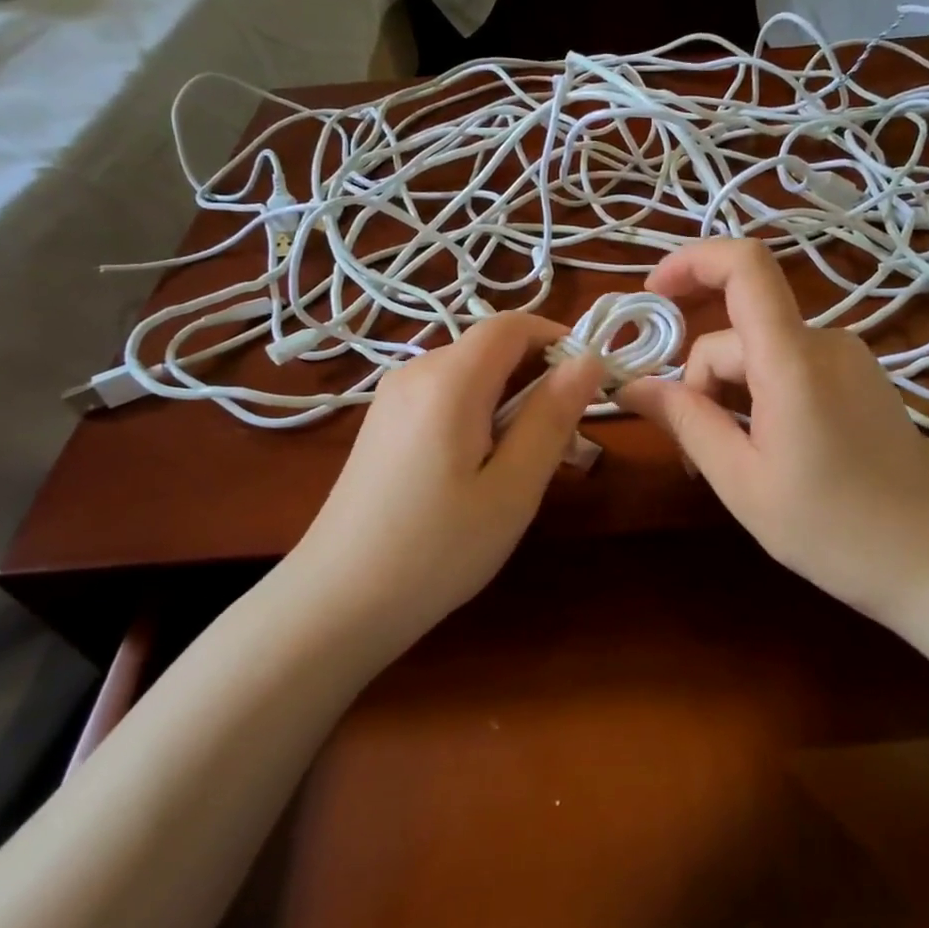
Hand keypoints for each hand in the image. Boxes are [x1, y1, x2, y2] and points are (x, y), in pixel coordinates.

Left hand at [286, 313, 606, 630]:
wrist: (338, 602)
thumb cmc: (437, 549)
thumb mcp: (513, 487)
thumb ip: (552, 416)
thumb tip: (588, 360)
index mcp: (448, 379)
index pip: (512, 325)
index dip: (558, 339)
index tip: (591, 384)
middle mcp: (415, 373)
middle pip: (490, 349)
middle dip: (538, 378)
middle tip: (565, 441)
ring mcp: (392, 399)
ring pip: (470, 376)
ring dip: (511, 401)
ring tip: (527, 464)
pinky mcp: (383, 425)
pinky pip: (445, 399)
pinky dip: (479, 416)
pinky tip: (482, 470)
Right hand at [620, 239, 928, 623]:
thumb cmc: (830, 529)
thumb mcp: (741, 481)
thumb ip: (686, 421)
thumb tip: (631, 386)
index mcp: (794, 361)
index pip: (745, 266)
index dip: (691, 262)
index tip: (652, 296)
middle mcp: (825, 343)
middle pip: (738, 333)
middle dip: (701, 380)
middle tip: (692, 452)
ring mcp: (849, 359)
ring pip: (762, 353)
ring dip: (730, 394)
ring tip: (731, 462)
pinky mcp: (861, 378)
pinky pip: (792, 366)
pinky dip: (762, 394)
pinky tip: (767, 449)